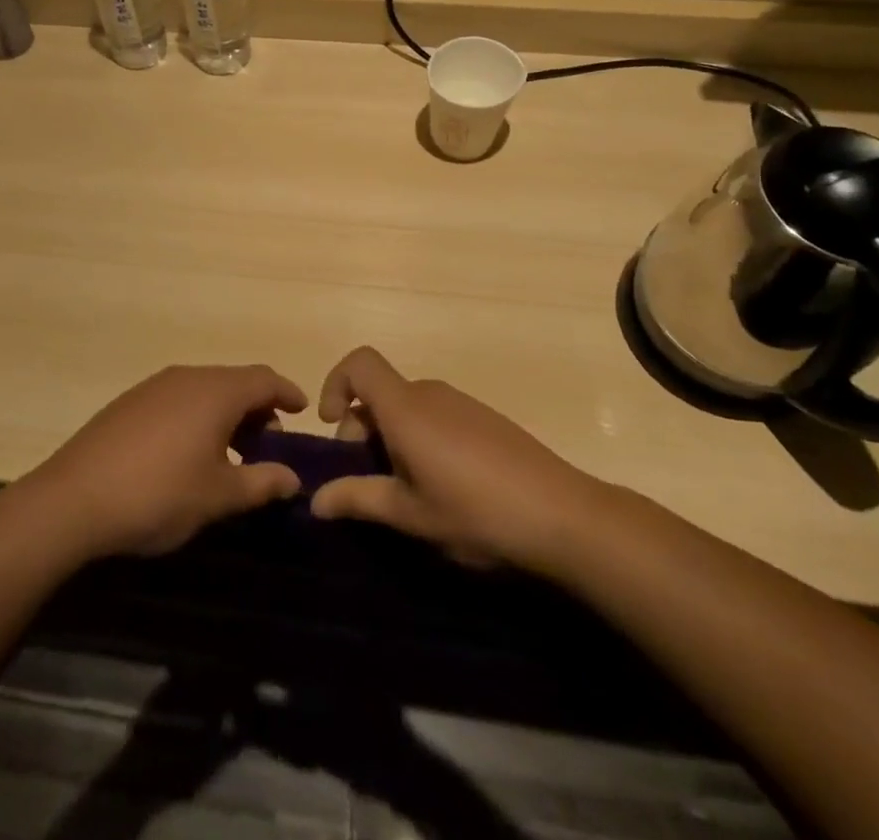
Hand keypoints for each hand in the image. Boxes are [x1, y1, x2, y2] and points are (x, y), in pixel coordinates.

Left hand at [24, 365, 307, 558]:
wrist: (73, 499)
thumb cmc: (158, 494)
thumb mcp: (218, 496)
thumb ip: (262, 483)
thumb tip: (293, 477)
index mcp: (216, 392)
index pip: (264, 379)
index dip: (287, 392)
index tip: (303, 410)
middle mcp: (187, 377)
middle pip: (235, 382)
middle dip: (257, 408)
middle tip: (268, 444)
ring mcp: (155, 386)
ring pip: (205, 390)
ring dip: (226, 414)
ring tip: (231, 453)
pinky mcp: (130, 402)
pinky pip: (178, 398)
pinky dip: (197, 416)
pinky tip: (188, 452)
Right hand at [310, 346, 596, 570]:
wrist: (563, 514)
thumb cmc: (475, 511)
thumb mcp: (410, 514)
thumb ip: (359, 499)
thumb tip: (315, 500)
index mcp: (405, 408)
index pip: (359, 363)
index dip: (336, 384)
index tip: (332, 427)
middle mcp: (430, 393)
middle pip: (381, 391)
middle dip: (361, 428)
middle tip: (370, 481)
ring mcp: (461, 402)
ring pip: (408, 407)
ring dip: (392, 437)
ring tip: (407, 490)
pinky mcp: (485, 417)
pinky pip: (436, 415)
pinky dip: (422, 438)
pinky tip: (445, 485)